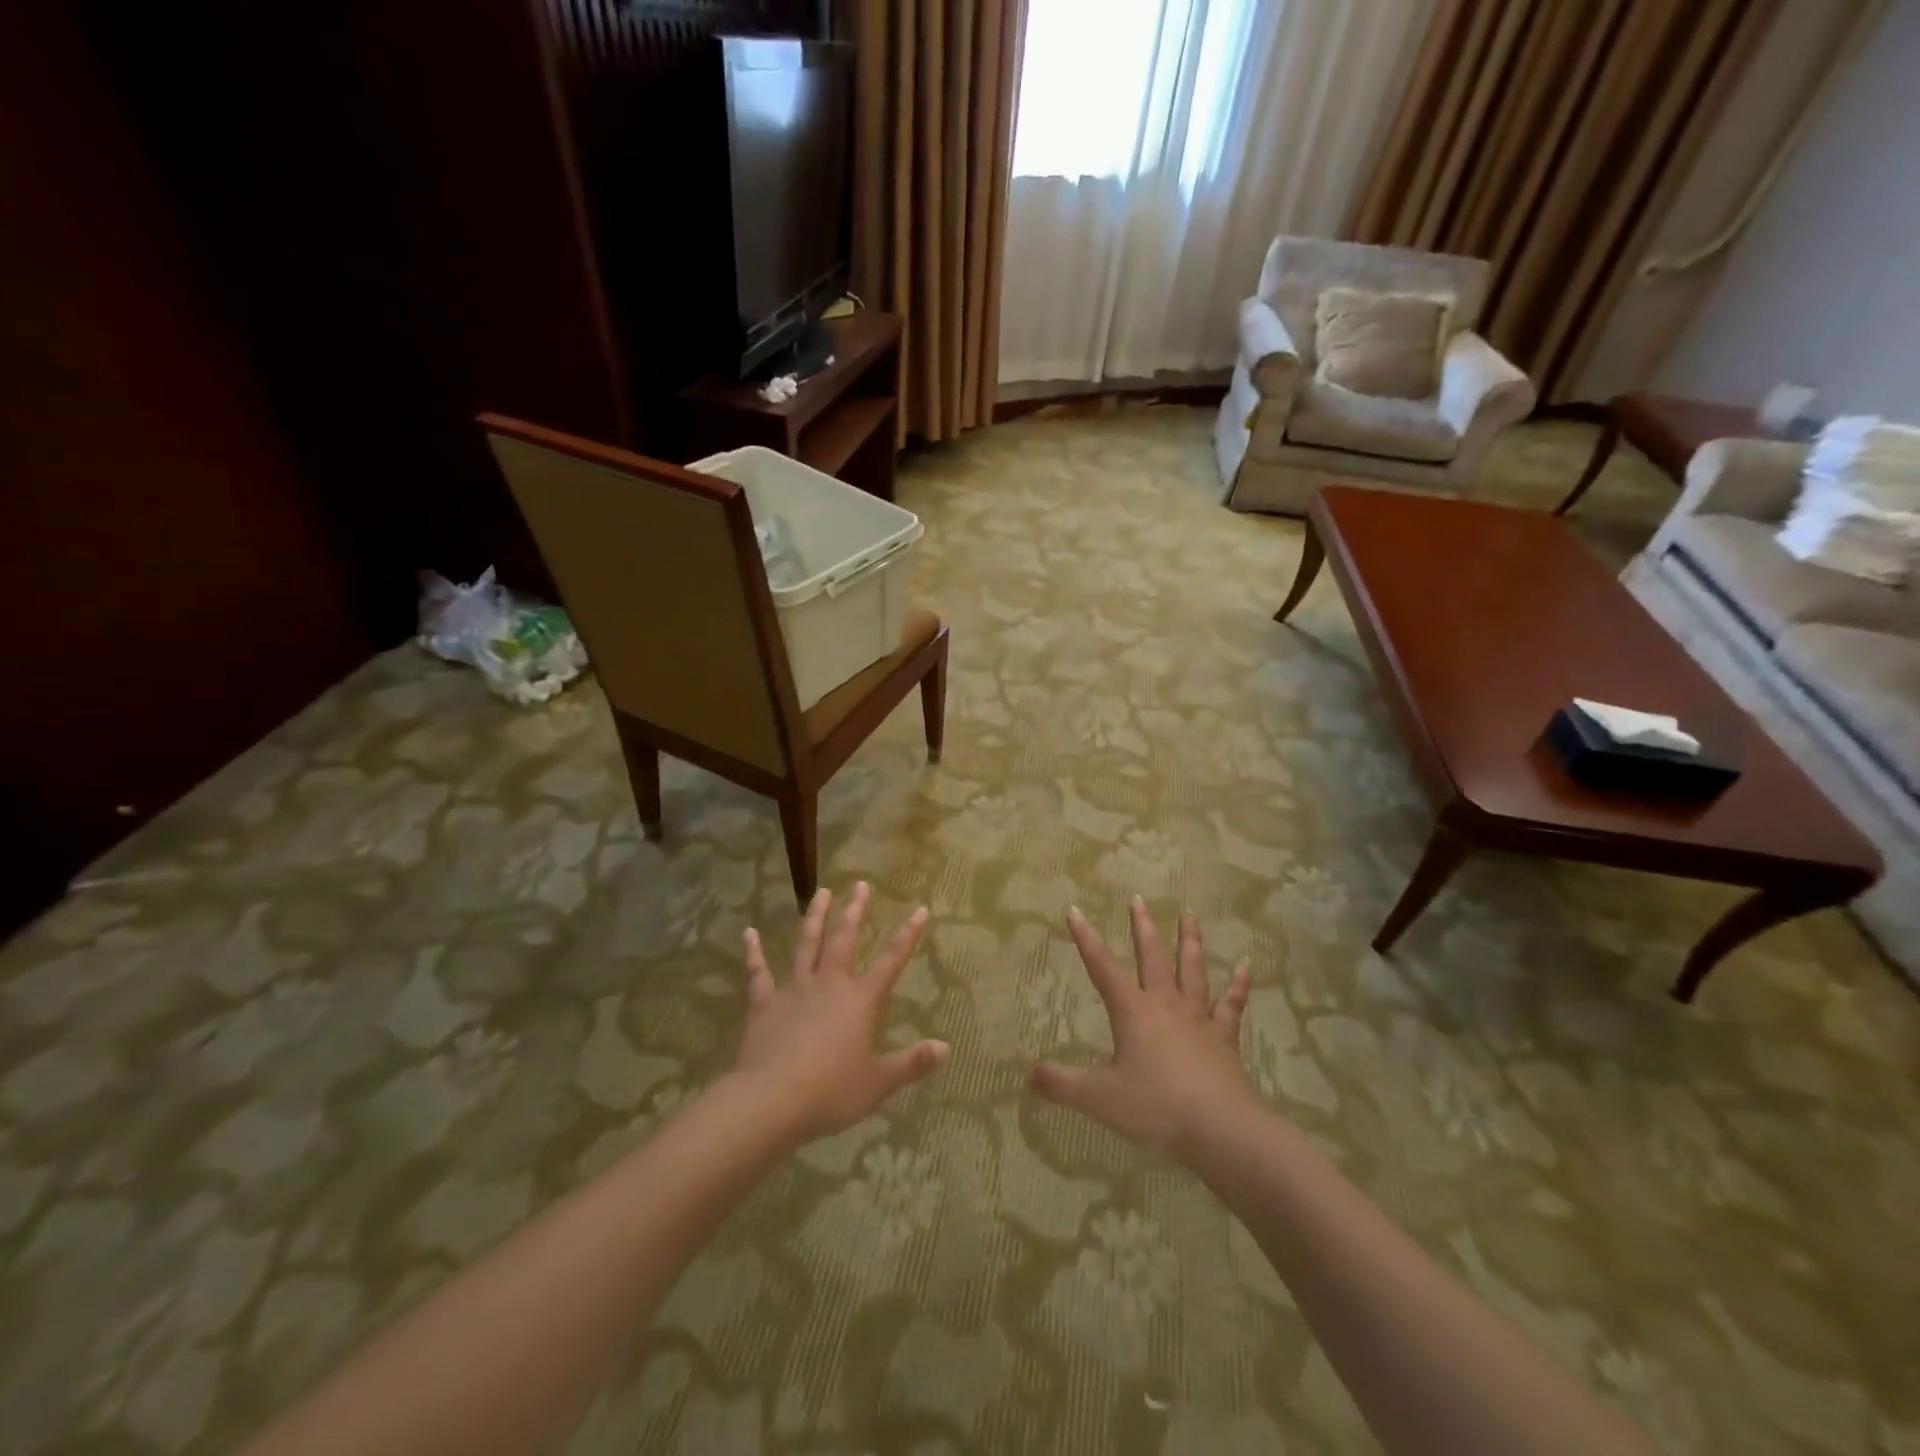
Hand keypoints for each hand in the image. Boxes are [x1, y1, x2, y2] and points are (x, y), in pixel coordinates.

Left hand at [732, 883, 947, 1142]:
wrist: (772, 1099)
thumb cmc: (831, 1091)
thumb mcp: (879, 1082)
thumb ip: (912, 1063)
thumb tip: (945, 1048)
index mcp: (861, 1000)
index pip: (891, 961)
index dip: (908, 935)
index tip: (920, 910)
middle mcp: (830, 984)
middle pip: (844, 940)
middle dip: (855, 911)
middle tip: (860, 885)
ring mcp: (794, 990)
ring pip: (806, 945)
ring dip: (814, 918)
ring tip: (821, 893)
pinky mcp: (764, 1004)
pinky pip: (758, 973)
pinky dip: (753, 952)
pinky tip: (749, 933)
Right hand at [1029, 897, 1257, 1161]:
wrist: (1222, 1129)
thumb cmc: (1156, 1107)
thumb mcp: (1100, 1099)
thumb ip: (1062, 1086)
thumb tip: (1028, 1076)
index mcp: (1133, 1011)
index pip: (1102, 967)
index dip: (1086, 939)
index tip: (1075, 910)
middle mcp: (1165, 1005)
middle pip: (1152, 957)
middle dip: (1142, 927)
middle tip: (1138, 900)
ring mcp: (1198, 1019)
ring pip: (1192, 970)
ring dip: (1190, 942)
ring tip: (1189, 915)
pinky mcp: (1224, 1038)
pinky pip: (1231, 1005)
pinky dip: (1239, 985)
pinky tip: (1246, 967)